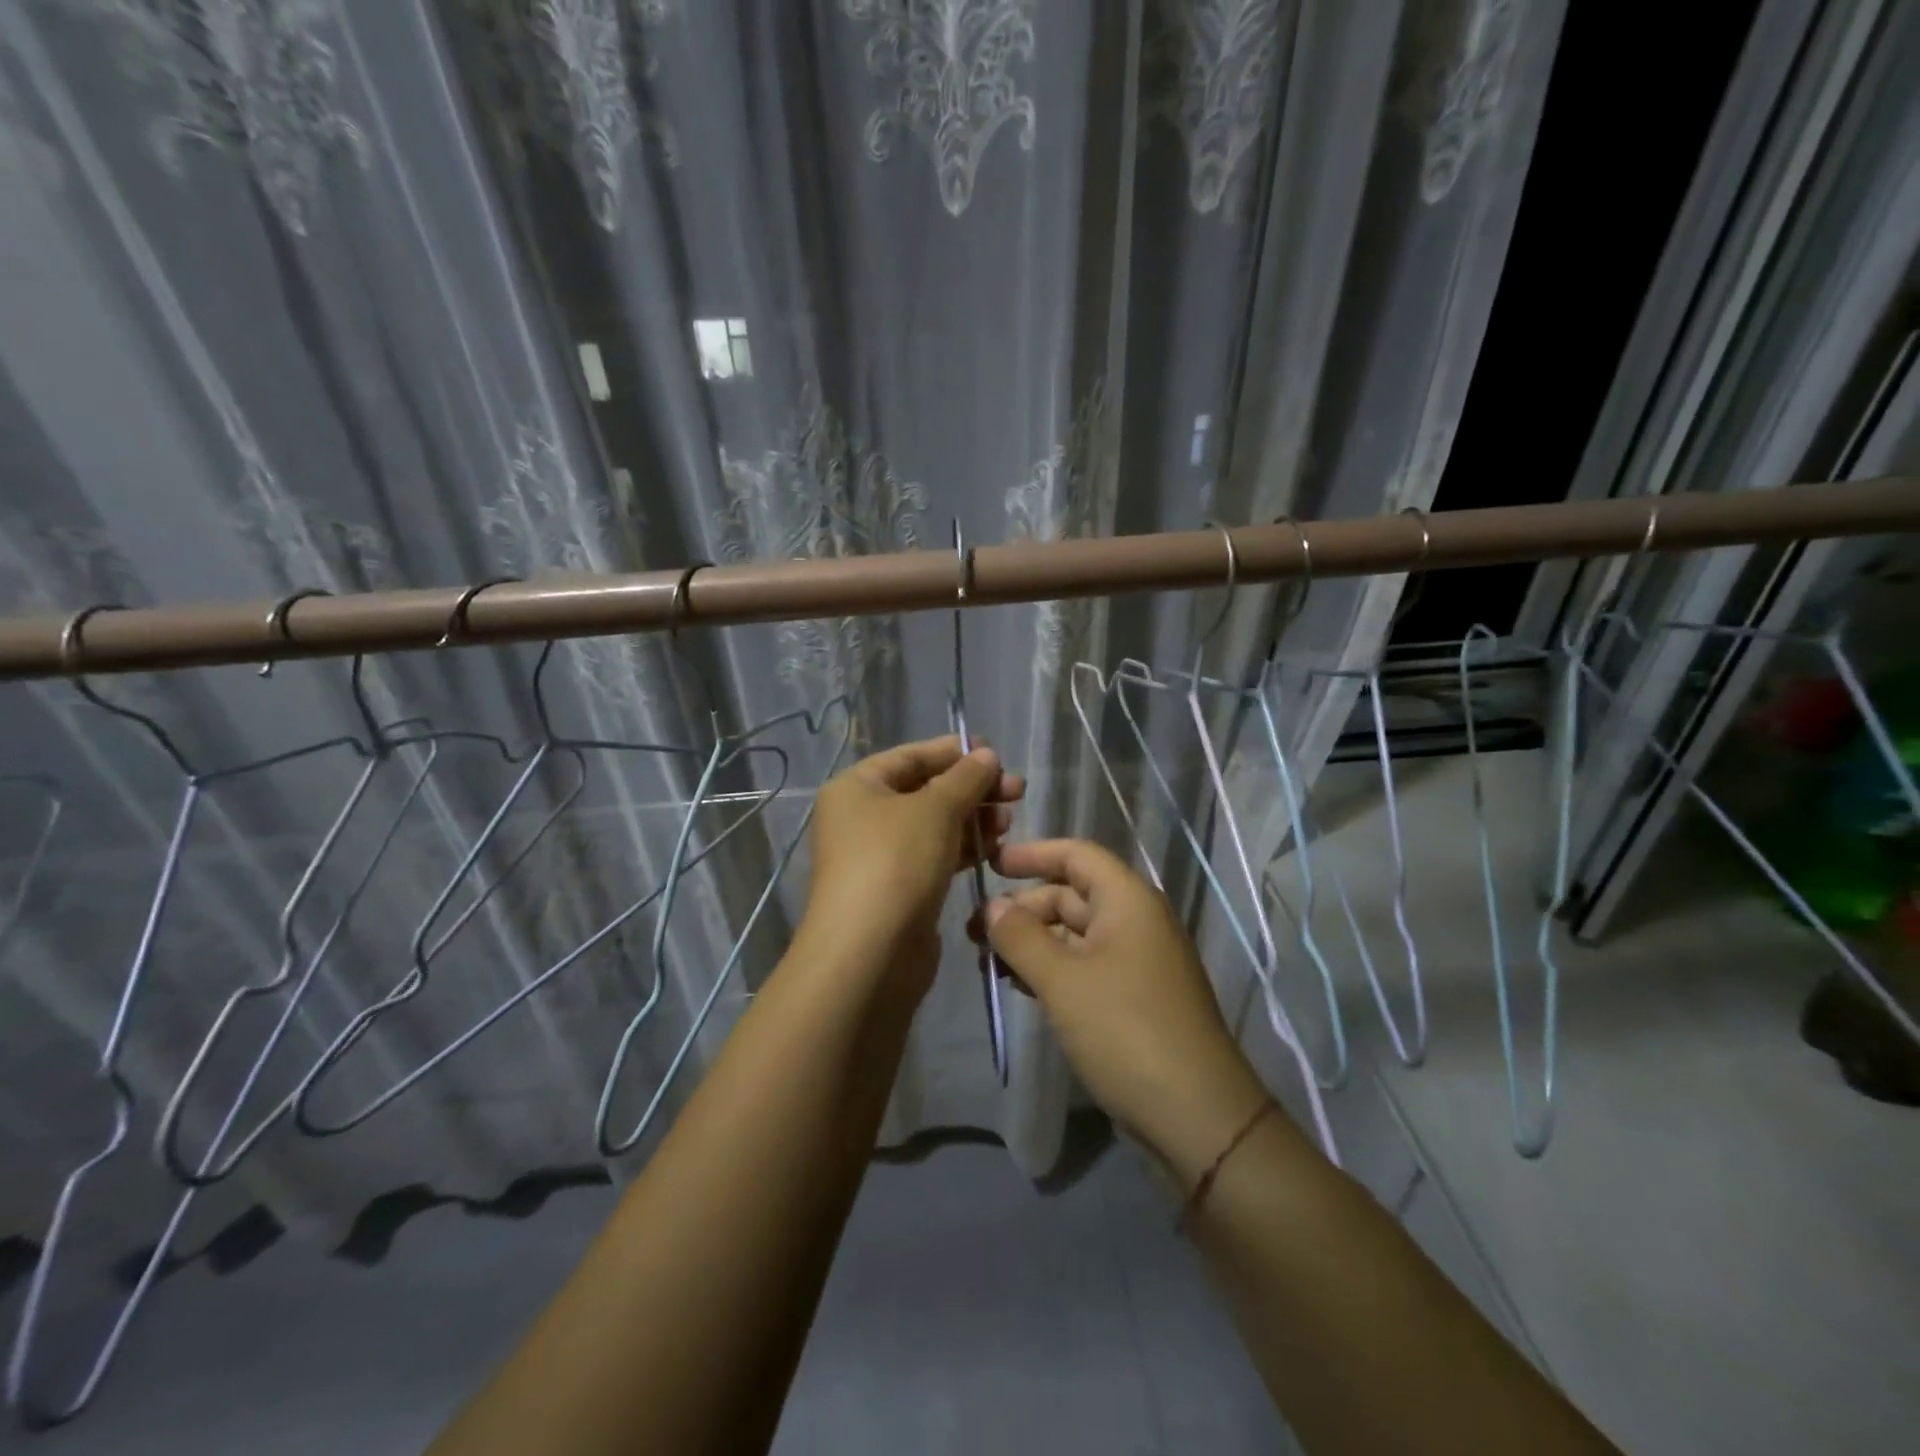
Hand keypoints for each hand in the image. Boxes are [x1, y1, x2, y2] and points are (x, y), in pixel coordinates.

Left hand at [801, 736, 1023, 993]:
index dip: (953, 752)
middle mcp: (862, 817)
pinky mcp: (899, 889)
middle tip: (1016, 792)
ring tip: (1009, 822)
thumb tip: (986, 755)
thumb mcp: (935, 809)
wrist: (870, 953)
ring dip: (973, 820)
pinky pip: (935, 857)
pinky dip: (963, 850)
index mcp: (857, 787)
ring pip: (934, 826)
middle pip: (925, 791)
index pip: (911, 756)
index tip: (996, 754)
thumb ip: (966, 777)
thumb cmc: (896, 862)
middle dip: (972, 789)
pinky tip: (995, 850)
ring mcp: (879, 856)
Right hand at [982, 839, 1272, 1185]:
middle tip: (975, 931)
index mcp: (1128, 900)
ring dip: (1032, 941)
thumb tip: (994, 906)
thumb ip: (1021, 936)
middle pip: (1071, 895)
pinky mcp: (1134, 998)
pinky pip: (1085, 966)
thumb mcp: (1062, 980)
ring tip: (988, 961)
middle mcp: (1135, 921)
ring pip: (1075, 935)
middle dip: (1023, 907)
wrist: (1196, 1115)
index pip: (1076, 855)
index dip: (1032, 854)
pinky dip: (1052, 969)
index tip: (989, 864)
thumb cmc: (1126, 1029)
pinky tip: (1021, 986)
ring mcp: (1137, 962)